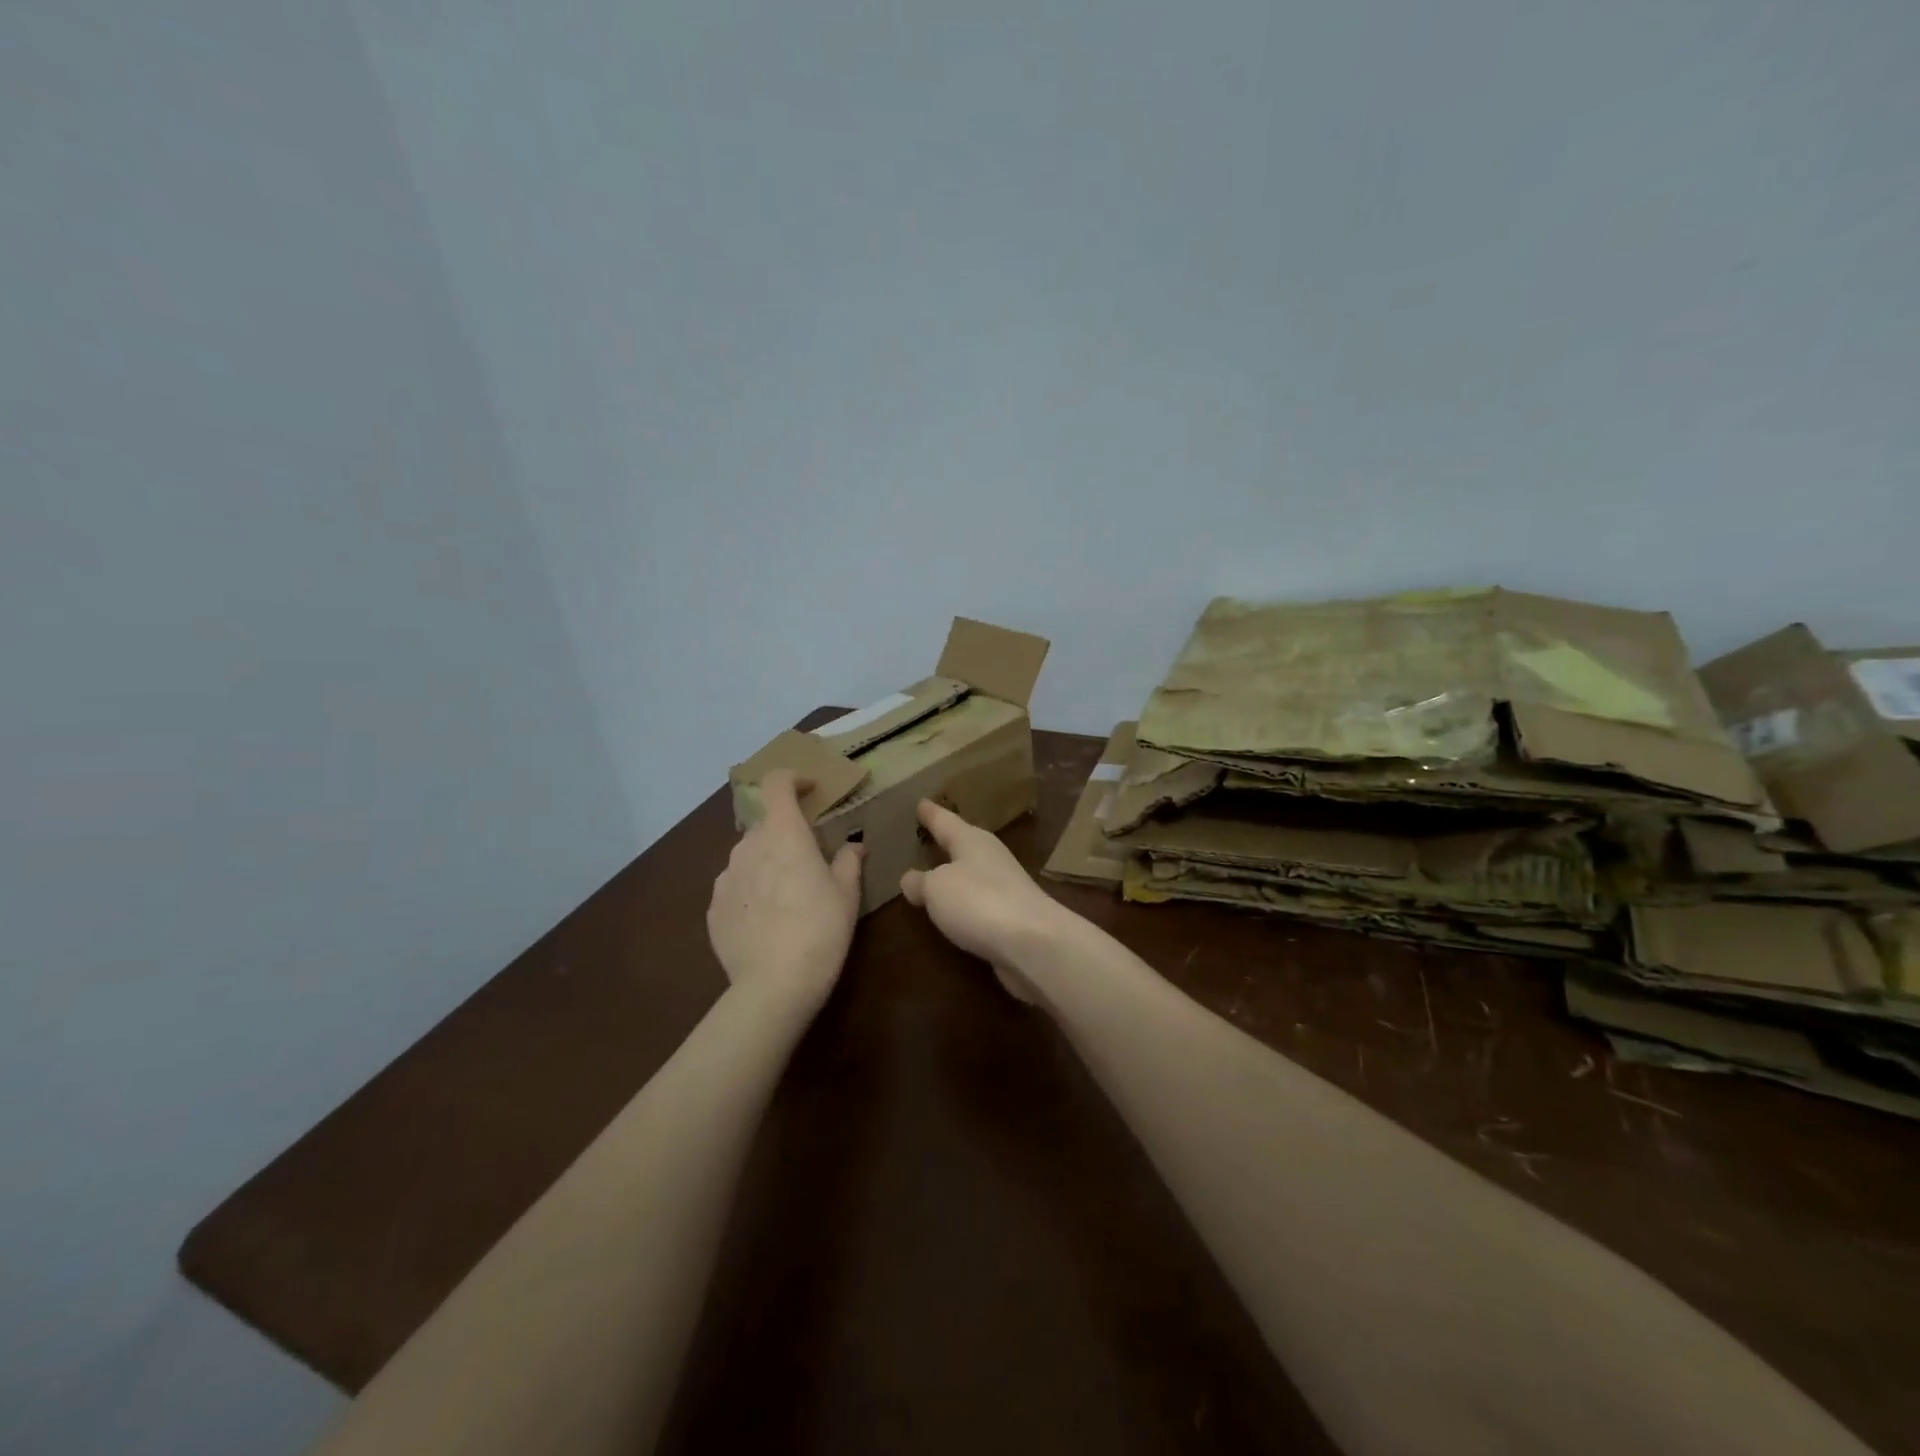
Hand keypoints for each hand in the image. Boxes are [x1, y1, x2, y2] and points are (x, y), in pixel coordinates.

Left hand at [708, 769, 863, 1011]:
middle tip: (808, 861)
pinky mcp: (713, 909)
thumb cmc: (821, 928)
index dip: (792, 779)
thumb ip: (848, 861)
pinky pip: (735, 888)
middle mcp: (748, 846)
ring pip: (748, 857)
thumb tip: (854, 846)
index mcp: (783, 833)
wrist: (774, 985)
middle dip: (786, 834)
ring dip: (767, 864)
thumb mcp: (847, 894)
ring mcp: (725, 878)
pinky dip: (751, 893)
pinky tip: (767, 922)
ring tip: (787, 897)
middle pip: (766, 825)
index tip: (809, 789)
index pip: (776, 783)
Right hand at [900, 799, 1073, 1003]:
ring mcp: (1005, 886)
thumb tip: (910, 878)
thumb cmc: (979, 902)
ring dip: (956, 872)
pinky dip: (965, 901)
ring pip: (973, 872)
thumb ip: (921, 882)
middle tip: (927, 833)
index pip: (945, 821)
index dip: (930, 813)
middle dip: (946, 840)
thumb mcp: (937, 888)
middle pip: (963, 843)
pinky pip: (979, 900)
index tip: (920, 802)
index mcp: (972, 840)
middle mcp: (991, 857)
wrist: (1033, 942)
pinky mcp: (1011, 915)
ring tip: (935, 873)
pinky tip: (955, 909)